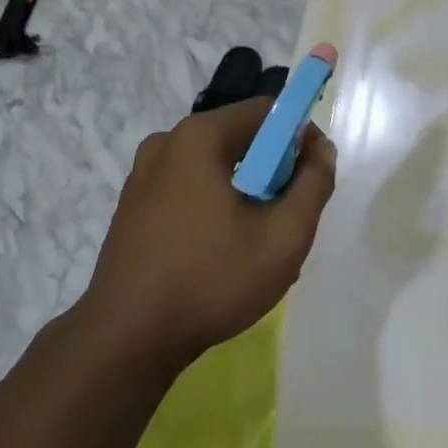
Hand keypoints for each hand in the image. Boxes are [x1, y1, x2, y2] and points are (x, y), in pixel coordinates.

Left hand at [84, 97, 337, 369]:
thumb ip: (313, 185)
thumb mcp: (283, 237)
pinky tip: (217, 252)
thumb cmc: (211, 281)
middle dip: (270, 169)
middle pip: (238, 136)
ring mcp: (143, 172)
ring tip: (253, 243)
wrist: (127, 338)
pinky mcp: (132, 202)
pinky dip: (211, 204)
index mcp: (199, 136)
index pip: (265, 110)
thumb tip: (321, 148)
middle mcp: (167, 141)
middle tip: (285, 218)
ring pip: (213, 165)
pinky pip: (187, 186)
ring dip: (242, 190)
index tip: (311, 177)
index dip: (298, 136)